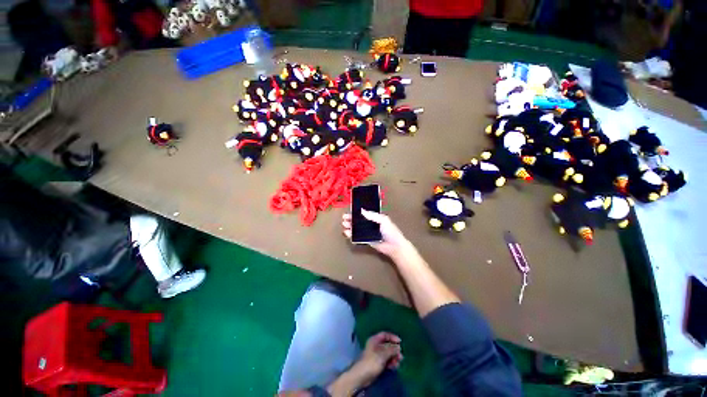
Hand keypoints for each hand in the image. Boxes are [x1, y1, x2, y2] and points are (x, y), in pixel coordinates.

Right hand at [342, 210, 412, 257]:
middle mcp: (370, 224)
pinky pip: (357, 237)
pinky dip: (351, 235)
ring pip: (356, 228)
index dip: (356, 212)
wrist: (394, 246)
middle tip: (344, 219)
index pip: (364, 214)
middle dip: (351, 219)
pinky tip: (347, 233)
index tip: (349, 212)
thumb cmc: (390, 231)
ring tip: (344, 226)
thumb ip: (372, 215)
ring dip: (350, 227)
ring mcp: (368, 233)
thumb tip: (361, 210)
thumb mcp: (383, 220)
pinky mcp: (366, 240)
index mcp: (375, 218)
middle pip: (358, 221)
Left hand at [351, 332, 402, 384]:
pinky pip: (386, 360)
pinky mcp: (377, 363)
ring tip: (399, 362)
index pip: (385, 335)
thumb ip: (391, 349)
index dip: (392, 337)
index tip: (400, 342)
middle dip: (394, 349)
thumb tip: (398, 347)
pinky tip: (395, 366)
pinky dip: (390, 362)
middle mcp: (375, 345)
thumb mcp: (383, 354)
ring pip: (387, 353)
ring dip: (393, 357)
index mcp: (375, 340)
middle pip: (387, 344)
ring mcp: (376, 355)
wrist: (362, 376)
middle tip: (401, 356)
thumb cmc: (372, 362)